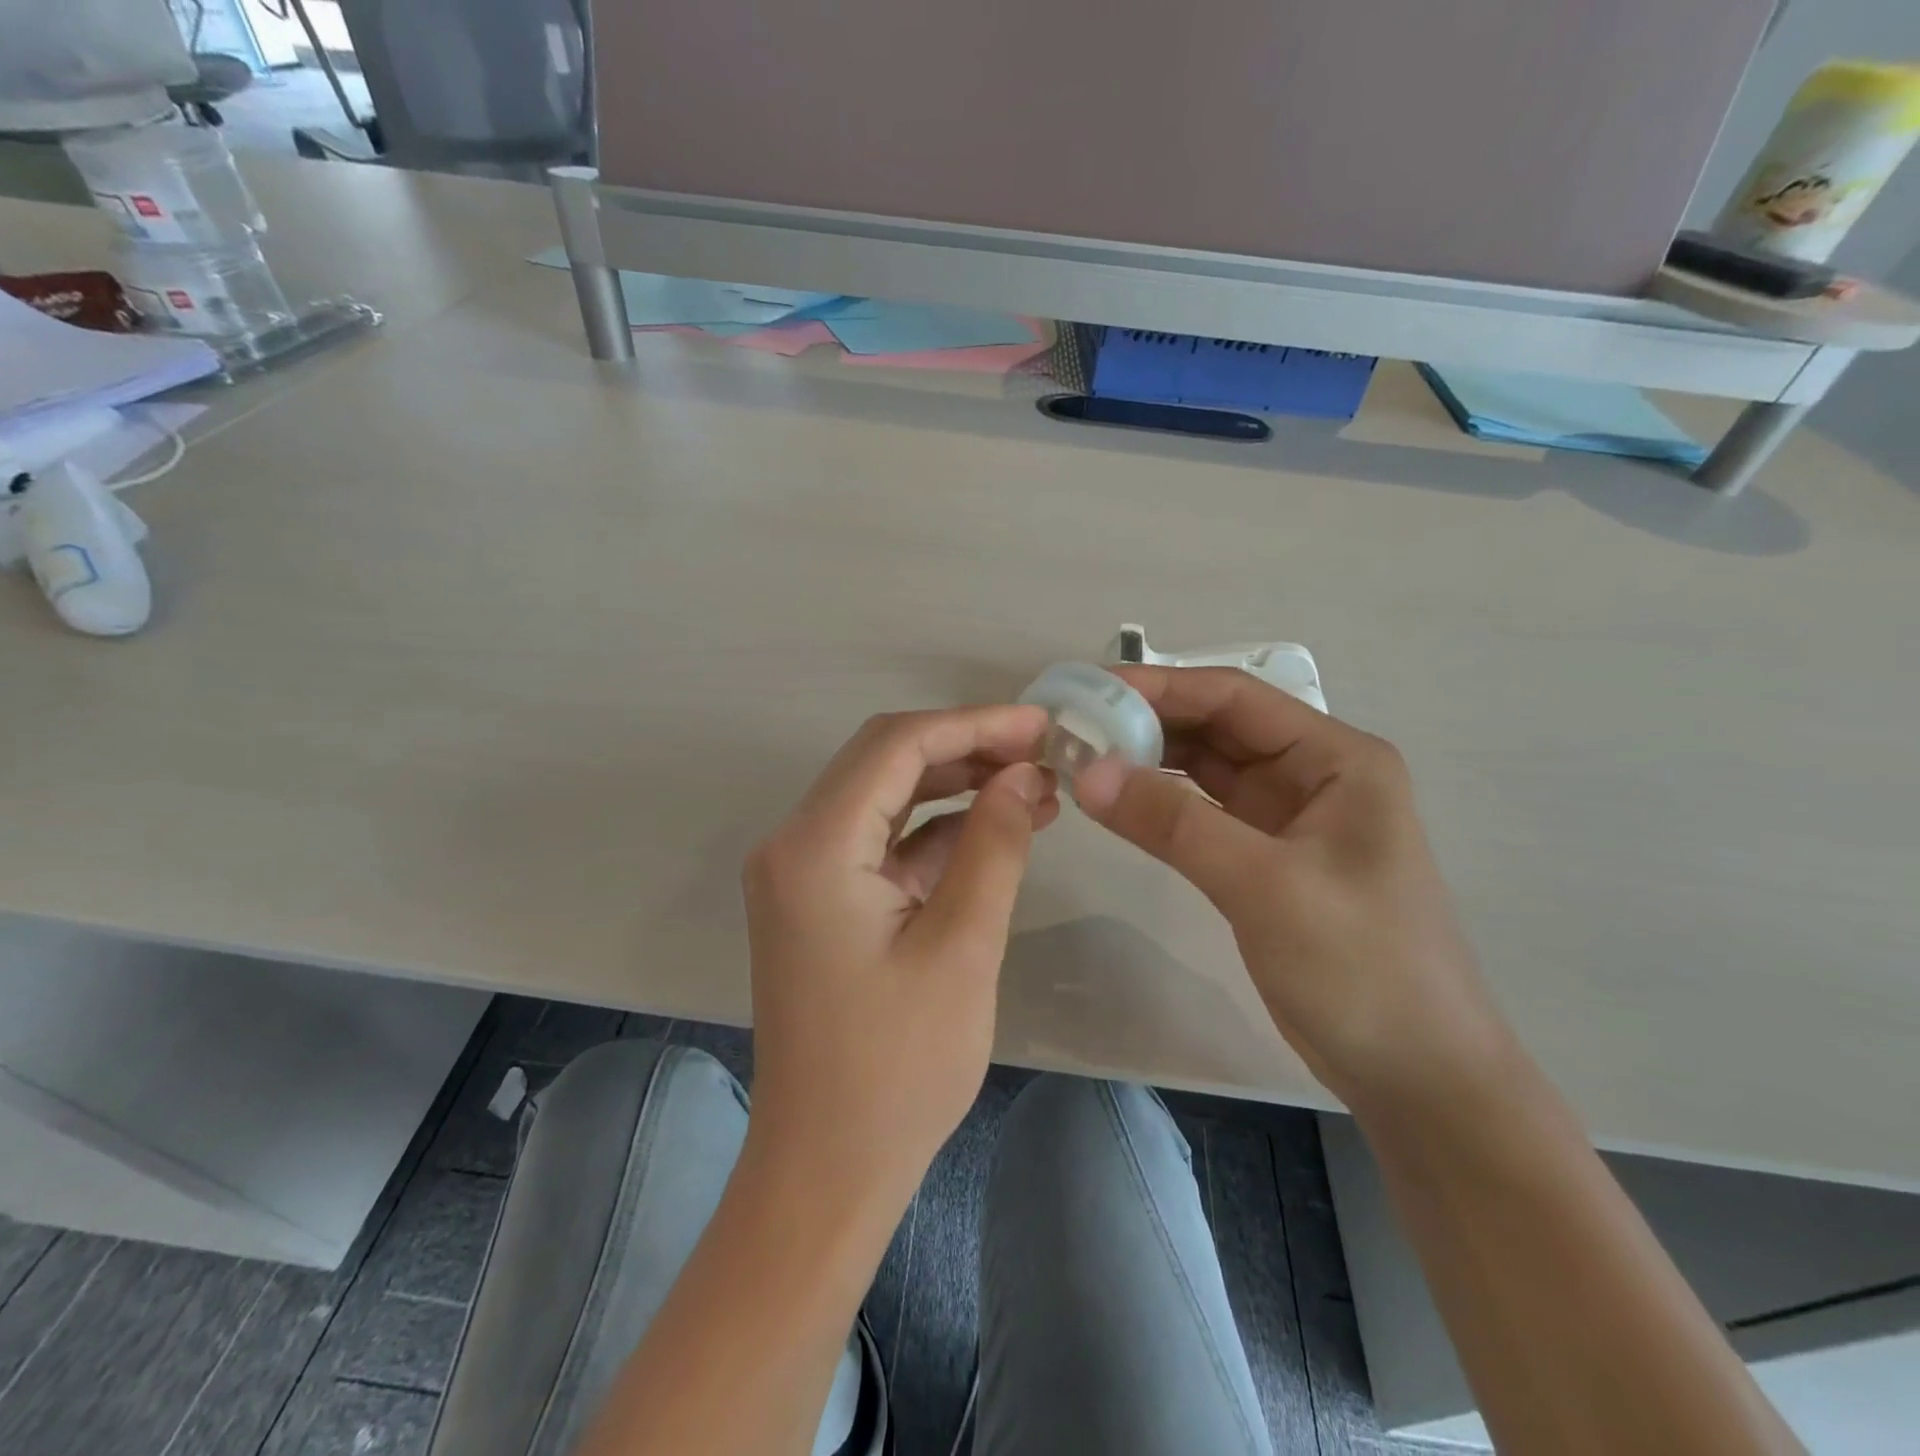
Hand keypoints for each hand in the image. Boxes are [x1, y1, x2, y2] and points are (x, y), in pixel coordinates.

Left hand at [742, 706, 1058, 1216]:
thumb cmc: (896, 1069)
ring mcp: (804, 874)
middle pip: (886, 762)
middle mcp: (795, 845)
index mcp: (814, 847)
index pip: (896, 746)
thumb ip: (993, 846)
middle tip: (1043, 754)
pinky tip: (999, 829)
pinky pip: (884, 844)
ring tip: (1035, 788)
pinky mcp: (823, 902)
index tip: (1041, 725)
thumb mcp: (962, 947)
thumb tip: (1024, 774)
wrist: (827, 1169)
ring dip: (957, 787)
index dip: (973, 724)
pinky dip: (938, 832)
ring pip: (887, 798)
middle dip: (967, 749)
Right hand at [1074, 667, 1510, 1110]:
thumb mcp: (1264, 885)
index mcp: (1336, 758)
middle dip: (1147, 724)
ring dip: (1149, 762)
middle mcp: (1313, 774)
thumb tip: (1086, 772)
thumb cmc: (1360, 966)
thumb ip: (1172, 823)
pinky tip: (1117, 803)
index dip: (1160, 688)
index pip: (1235, 698)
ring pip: (1206, 770)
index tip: (1091, 691)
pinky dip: (1160, 805)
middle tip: (1074, 728)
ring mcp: (1288, 818)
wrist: (1415, 1073)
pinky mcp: (1266, 859)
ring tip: (1082, 759)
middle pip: (1217, 729)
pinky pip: (1203, 814)